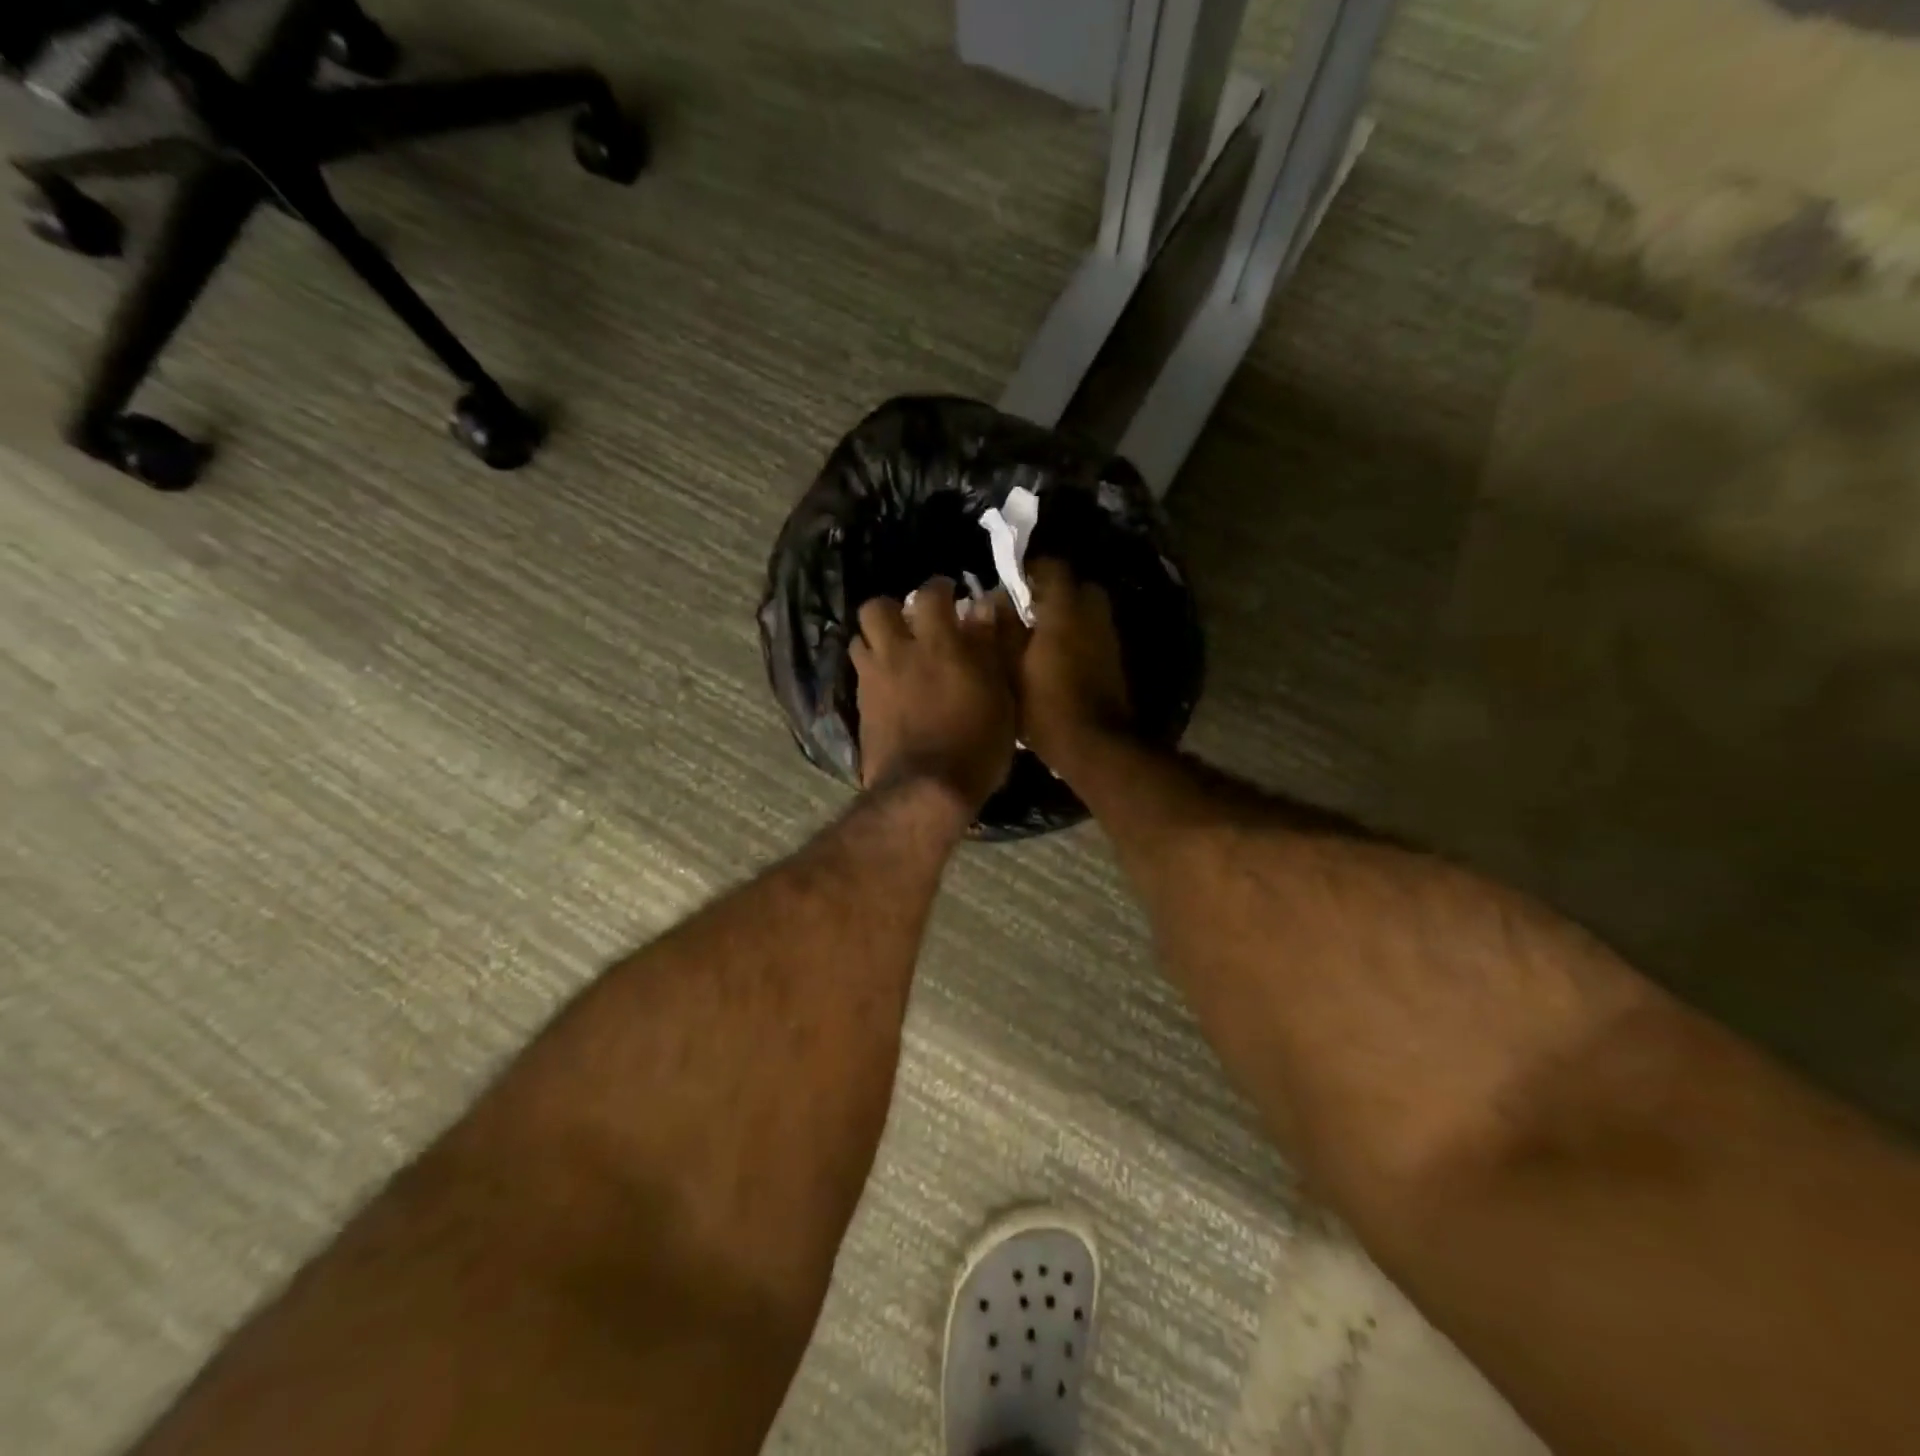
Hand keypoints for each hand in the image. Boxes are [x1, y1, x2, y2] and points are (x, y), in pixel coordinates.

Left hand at [852, 578, 1019, 816]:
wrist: (925, 790)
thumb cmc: (976, 744)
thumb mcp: (999, 696)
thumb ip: (988, 648)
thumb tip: (983, 608)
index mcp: (938, 644)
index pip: (930, 594)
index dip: (939, 587)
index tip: (949, 593)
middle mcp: (898, 653)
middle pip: (875, 608)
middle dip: (891, 609)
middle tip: (910, 623)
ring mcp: (873, 680)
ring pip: (859, 639)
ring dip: (876, 640)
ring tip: (895, 654)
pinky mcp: (861, 708)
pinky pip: (860, 674)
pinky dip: (872, 671)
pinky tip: (889, 687)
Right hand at [1015, 560, 1132, 768]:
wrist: (1094, 744)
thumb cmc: (1044, 705)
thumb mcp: (1010, 668)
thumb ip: (1003, 629)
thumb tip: (996, 602)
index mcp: (1065, 610)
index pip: (1053, 567)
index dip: (1032, 569)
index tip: (1012, 583)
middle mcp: (1093, 615)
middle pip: (1078, 586)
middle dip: (1054, 591)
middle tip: (1028, 609)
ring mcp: (1109, 638)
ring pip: (1088, 611)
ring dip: (1067, 615)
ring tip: (1039, 635)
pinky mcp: (1115, 660)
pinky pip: (1094, 634)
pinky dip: (1077, 636)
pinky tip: (1056, 657)